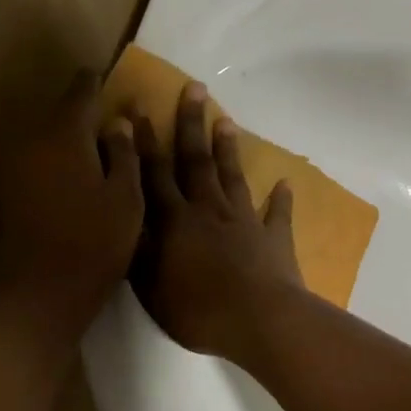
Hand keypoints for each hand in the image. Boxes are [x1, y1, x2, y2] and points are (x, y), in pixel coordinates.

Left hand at [0, 72, 143, 329]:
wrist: (40, 293)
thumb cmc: (94, 243)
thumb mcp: (126, 198)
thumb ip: (124, 154)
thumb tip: (118, 123)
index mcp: (63, 135)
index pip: (80, 92)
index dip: (96, 82)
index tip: (108, 78)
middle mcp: (31, 141)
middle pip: (59, 115)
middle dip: (82, 115)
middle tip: (109, 123)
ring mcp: (12, 168)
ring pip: (44, 139)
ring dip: (66, 141)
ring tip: (94, 154)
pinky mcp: (5, 192)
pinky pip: (34, 162)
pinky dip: (53, 163)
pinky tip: (72, 181)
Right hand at [131, 81, 305, 359]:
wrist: (259, 321)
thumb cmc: (197, 309)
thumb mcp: (150, 286)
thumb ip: (138, 249)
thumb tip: (125, 216)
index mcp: (175, 220)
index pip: (155, 173)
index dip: (145, 142)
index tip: (140, 110)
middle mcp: (208, 210)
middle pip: (196, 161)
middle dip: (191, 124)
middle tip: (195, 88)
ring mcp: (244, 221)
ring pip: (233, 177)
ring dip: (228, 149)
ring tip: (225, 120)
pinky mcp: (274, 239)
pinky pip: (277, 215)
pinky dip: (280, 199)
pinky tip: (284, 182)